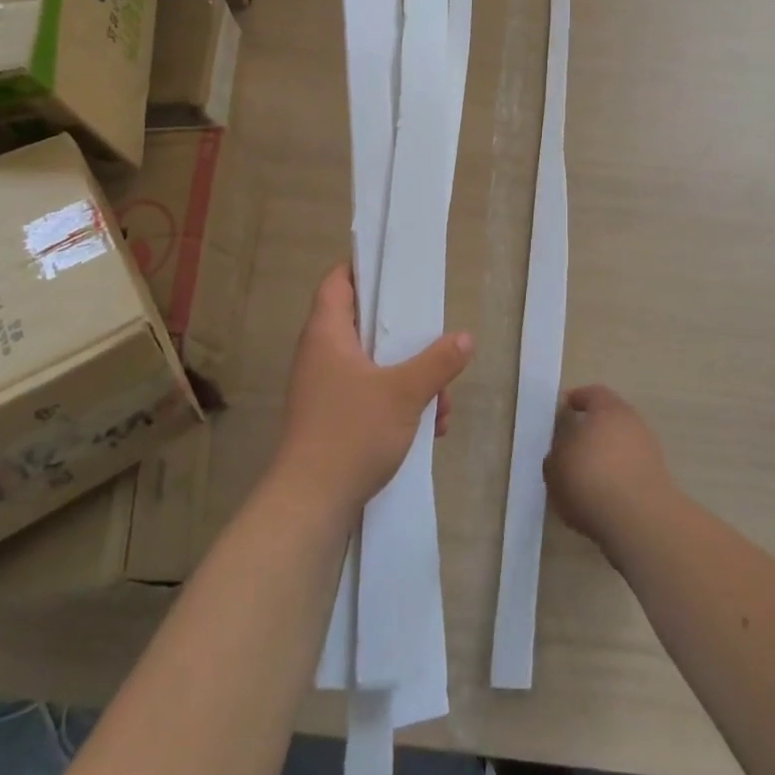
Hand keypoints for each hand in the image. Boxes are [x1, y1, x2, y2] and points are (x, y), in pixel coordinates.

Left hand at [270, 264, 473, 514]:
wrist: (310, 505)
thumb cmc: (351, 433)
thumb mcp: (405, 393)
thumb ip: (437, 362)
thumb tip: (465, 338)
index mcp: (327, 334)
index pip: (338, 281)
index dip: (364, 268)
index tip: (398, 270)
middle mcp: (321, 355)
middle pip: (364, 323)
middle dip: (407, 336)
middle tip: (435, 338)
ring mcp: (325, 389)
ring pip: (374, 364)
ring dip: (411, 376)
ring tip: (442, 401)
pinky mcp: (333, 418)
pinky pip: (370, 394)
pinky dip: (399, 402)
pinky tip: (429, 427)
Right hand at [544, 385, 674, 549]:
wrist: (639, 521)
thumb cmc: (590, 481)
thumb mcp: (555, 466)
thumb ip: (557, 451)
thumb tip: (564, 449)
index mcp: (607, 409)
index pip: (592, 394)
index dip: (577, 400)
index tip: (564, 409)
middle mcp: (632, 422)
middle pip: (610, 418)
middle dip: (592, 428)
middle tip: (573, 444)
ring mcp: (649, 449)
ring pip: (622, 443)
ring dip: (607, 453)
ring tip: (587, 475)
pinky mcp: (658, 477)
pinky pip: (631, 466)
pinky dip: (619, 474)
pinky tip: (604, 493)